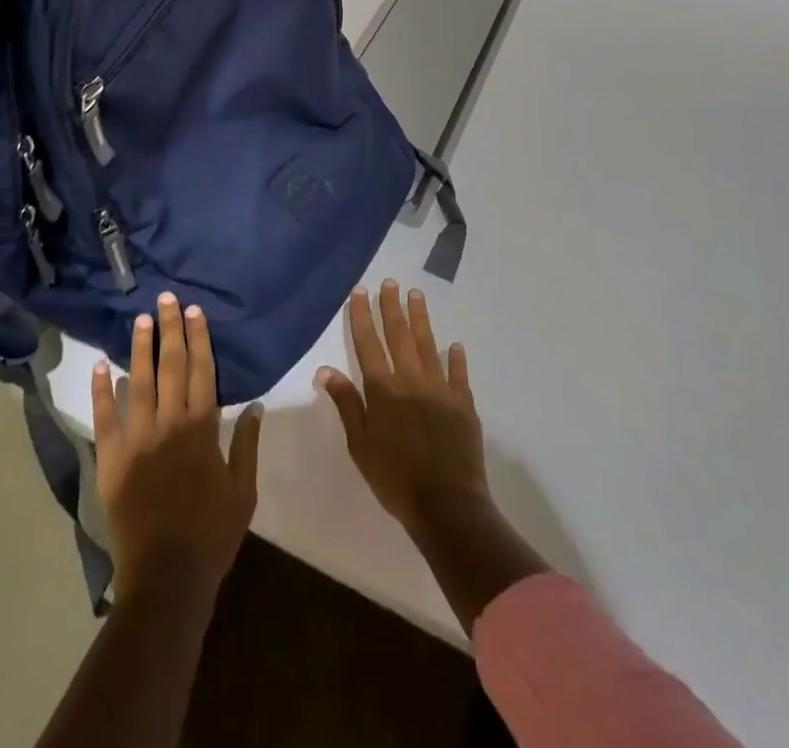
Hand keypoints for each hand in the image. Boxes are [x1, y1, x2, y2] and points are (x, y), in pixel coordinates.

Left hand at [92, 292, 262, 603]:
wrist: (167, 576)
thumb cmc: (211, 534)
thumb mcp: (243, 492)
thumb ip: (248, 446)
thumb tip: (255, 406)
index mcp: (202, 429)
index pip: (201, 371)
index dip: (199, 339)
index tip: (196, 312)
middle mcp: (169, 424)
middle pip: (171, 366)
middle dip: (171, 330)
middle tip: (168, 299)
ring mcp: (137, 439)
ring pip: (138, 382)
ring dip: (140, 348)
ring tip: (141, 319)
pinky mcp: (112, 459)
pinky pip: (104, 418)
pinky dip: (102, 390)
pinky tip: (101, 365)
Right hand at [316, 279, 488, 540]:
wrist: (446, 506)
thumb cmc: (395, 478)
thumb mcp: (360, 445)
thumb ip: (347, 404)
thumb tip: (325, 370)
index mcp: (383, 390)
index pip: (368, 344)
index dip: (363, 316)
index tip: (361, 291)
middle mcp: (410, 380)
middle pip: (399, 335)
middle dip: (392, 307)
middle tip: (390, 282)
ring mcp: (440, 389)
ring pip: (428, 345)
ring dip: (421, 318)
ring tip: (416, 294)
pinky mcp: (463, 403)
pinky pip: (458, 374)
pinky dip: (456, 358)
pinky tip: (454, 345)